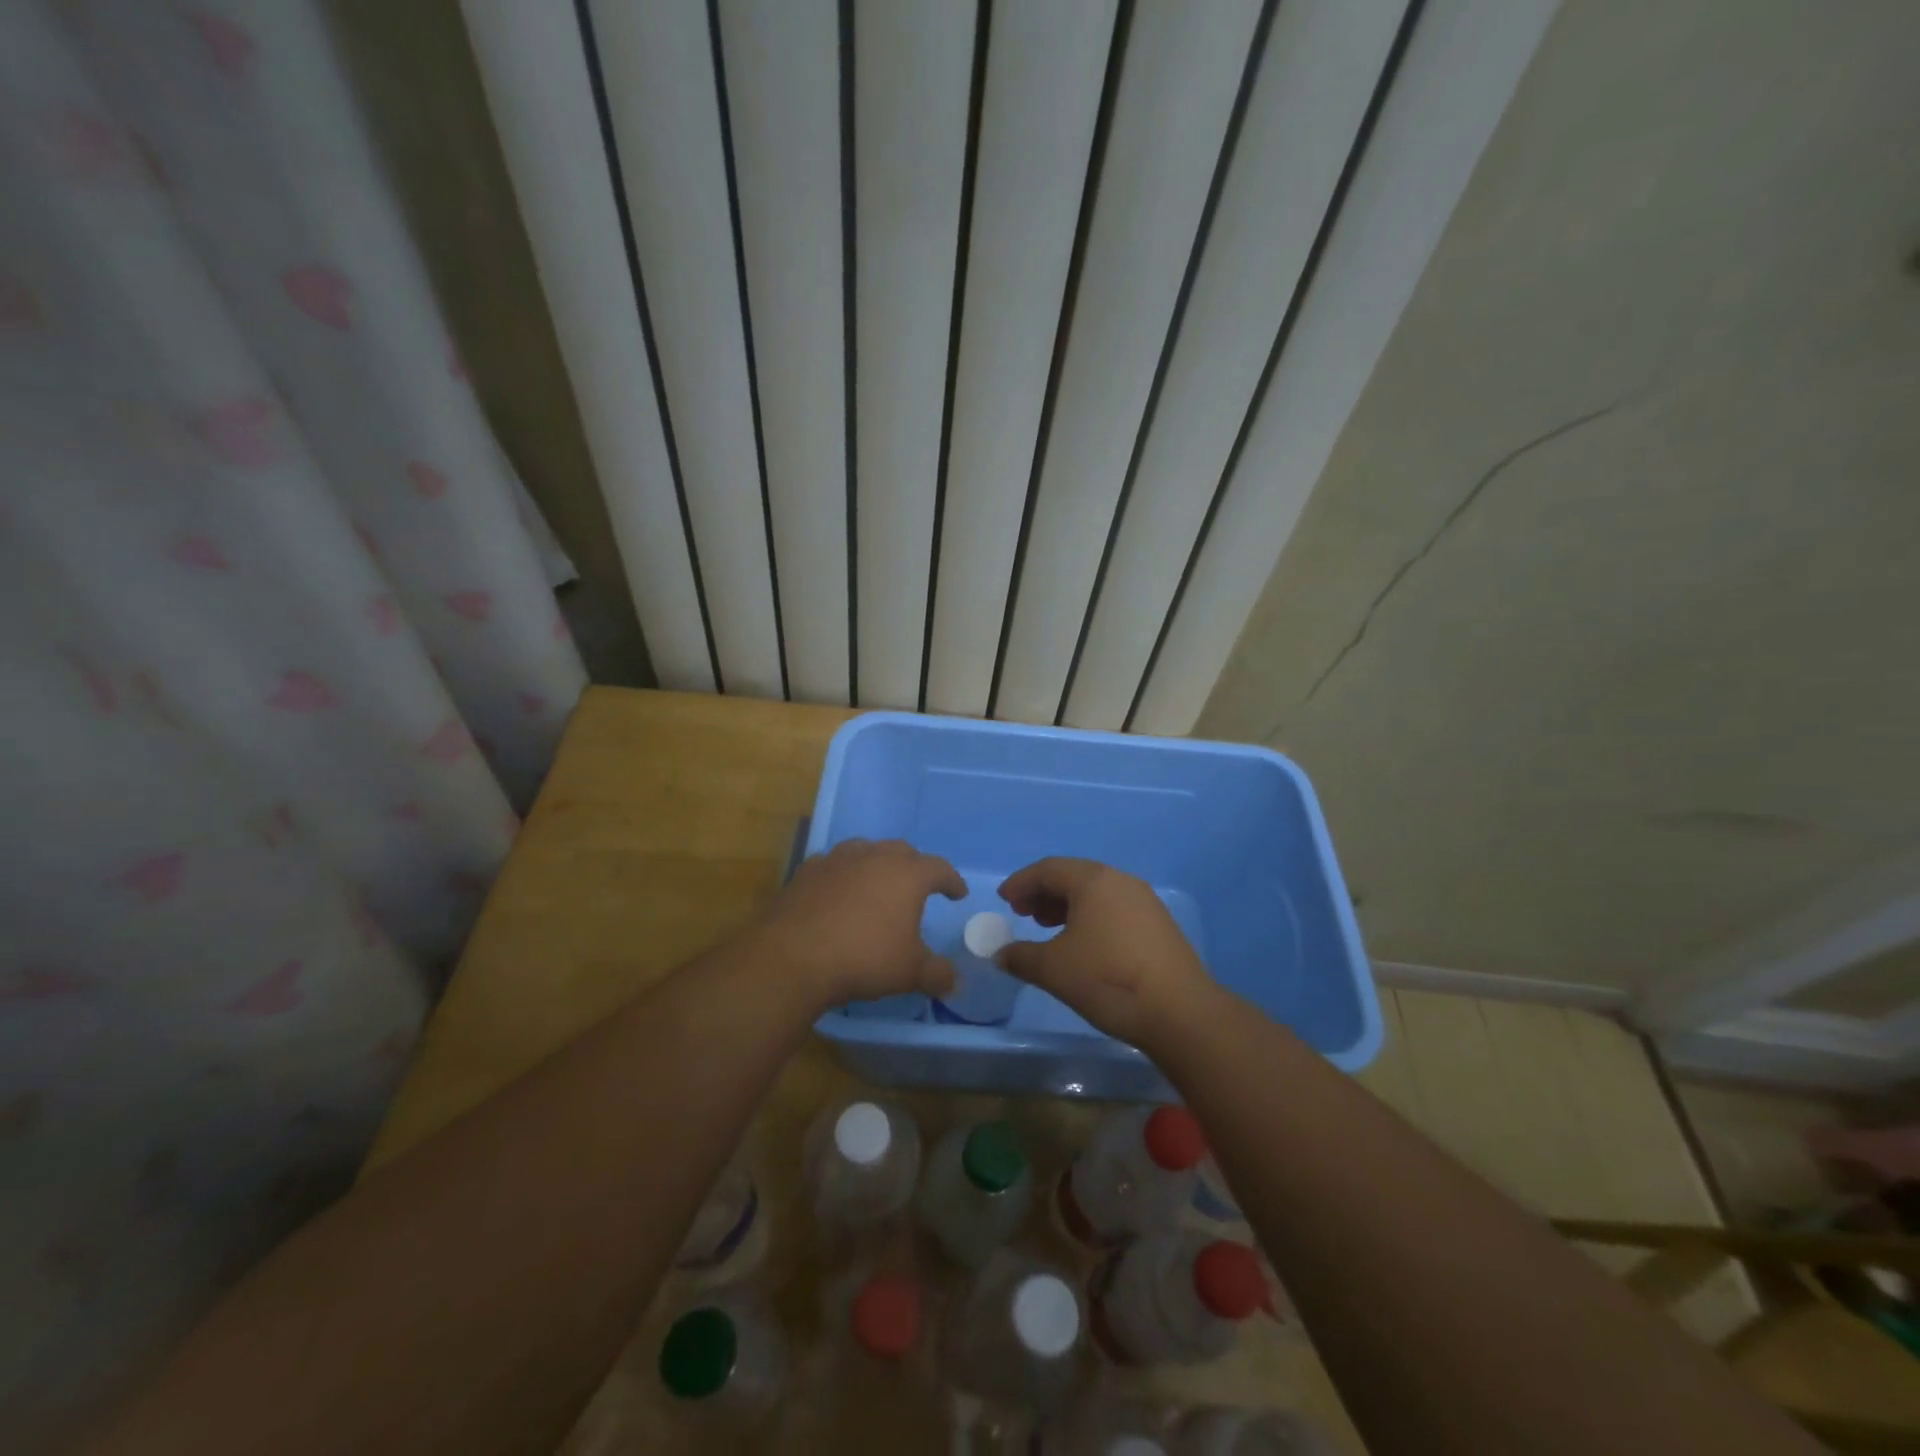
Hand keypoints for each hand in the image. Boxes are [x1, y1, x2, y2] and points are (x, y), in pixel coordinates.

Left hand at [749, 839, 964, 1008]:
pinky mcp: (806, 871)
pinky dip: (843, 874)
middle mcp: (874, 857)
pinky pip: (833, 864)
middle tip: (918, 886)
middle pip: (902, 851)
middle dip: (914, 866)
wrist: (793, 956)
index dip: (951, 881)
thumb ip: (937, 974)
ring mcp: (837, 860)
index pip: (939, 868)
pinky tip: (838, 892)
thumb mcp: (909, 973)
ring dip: (877, 863)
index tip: (958, 894)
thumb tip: (953, 981)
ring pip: (865, 850)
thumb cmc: (864, 958)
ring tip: (877, 882)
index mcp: (907, 875)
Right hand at [996, 858, 1217, 1051]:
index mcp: (1093, 881)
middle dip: (1043, 893)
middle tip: (1023, 914)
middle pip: (1073, 877)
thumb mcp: (1053, 969)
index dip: (1021, 883)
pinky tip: (1083, 945)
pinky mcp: (1159, 925)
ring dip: (1066, 906)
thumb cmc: (1107, 979)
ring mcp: (1144, 902)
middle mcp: (1120, 881)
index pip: (1048, 869)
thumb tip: (1000, 954)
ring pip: (1096, 893)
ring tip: (1048, 929)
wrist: (1179, 1011)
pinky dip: (1090, 918)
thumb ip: (1020, 957)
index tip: (1004, 900)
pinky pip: (1114, 909)